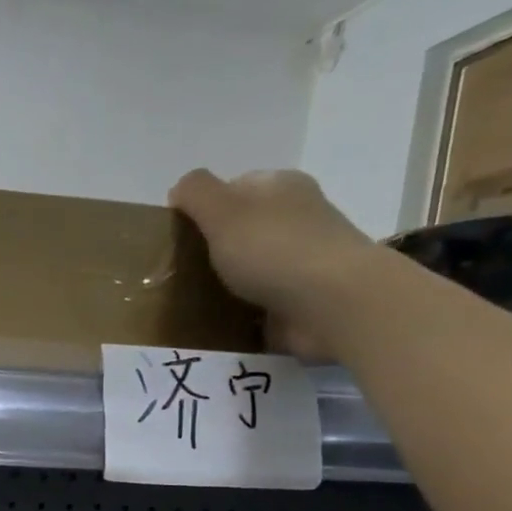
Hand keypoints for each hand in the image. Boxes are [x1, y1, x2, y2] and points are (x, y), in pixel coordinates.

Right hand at [170, 168, 389, 358]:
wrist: (332, 304)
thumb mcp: (223, 209)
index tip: (180, 238)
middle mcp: (297, 218)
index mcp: (281, 186)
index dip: (204, 209)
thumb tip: (180, 190)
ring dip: (226, 284)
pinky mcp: (303, 300)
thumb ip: (196, 192)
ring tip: (193, 304)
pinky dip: (242, 312)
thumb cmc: (274, 249)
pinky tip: (221, 324)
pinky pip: (262, 303)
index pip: (235, 188)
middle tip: (180, 274)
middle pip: (243, 229)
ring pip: (252, 267)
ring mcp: (303, 260)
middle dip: (213, 250)